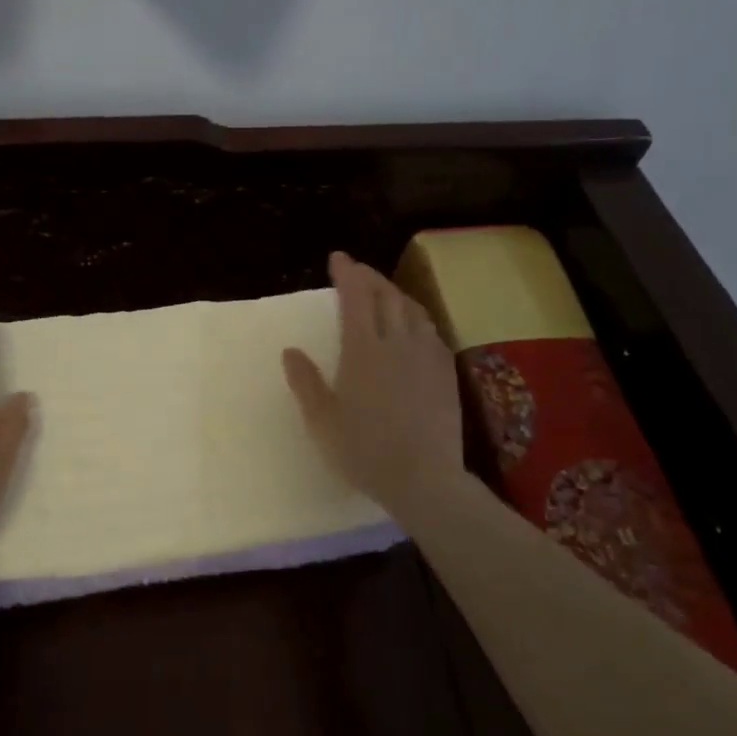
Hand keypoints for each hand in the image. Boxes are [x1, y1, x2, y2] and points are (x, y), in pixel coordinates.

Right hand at [282, 252, 465, 517]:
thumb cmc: (364, 451)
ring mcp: (426, 355)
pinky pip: (431, 330)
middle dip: (369, 276)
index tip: (337, 257)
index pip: (354, 296)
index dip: (346, 272)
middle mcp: (396, 342)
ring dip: (395, 293)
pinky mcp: (446, 371)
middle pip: (385, 295)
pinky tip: (413, 327)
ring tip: (383, 293)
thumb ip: (305, 382)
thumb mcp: (321, 420)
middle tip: (356, 271)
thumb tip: (290, 350)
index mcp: (362, 349)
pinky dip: (416, 317)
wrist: (424, 478)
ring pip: (412, 309)